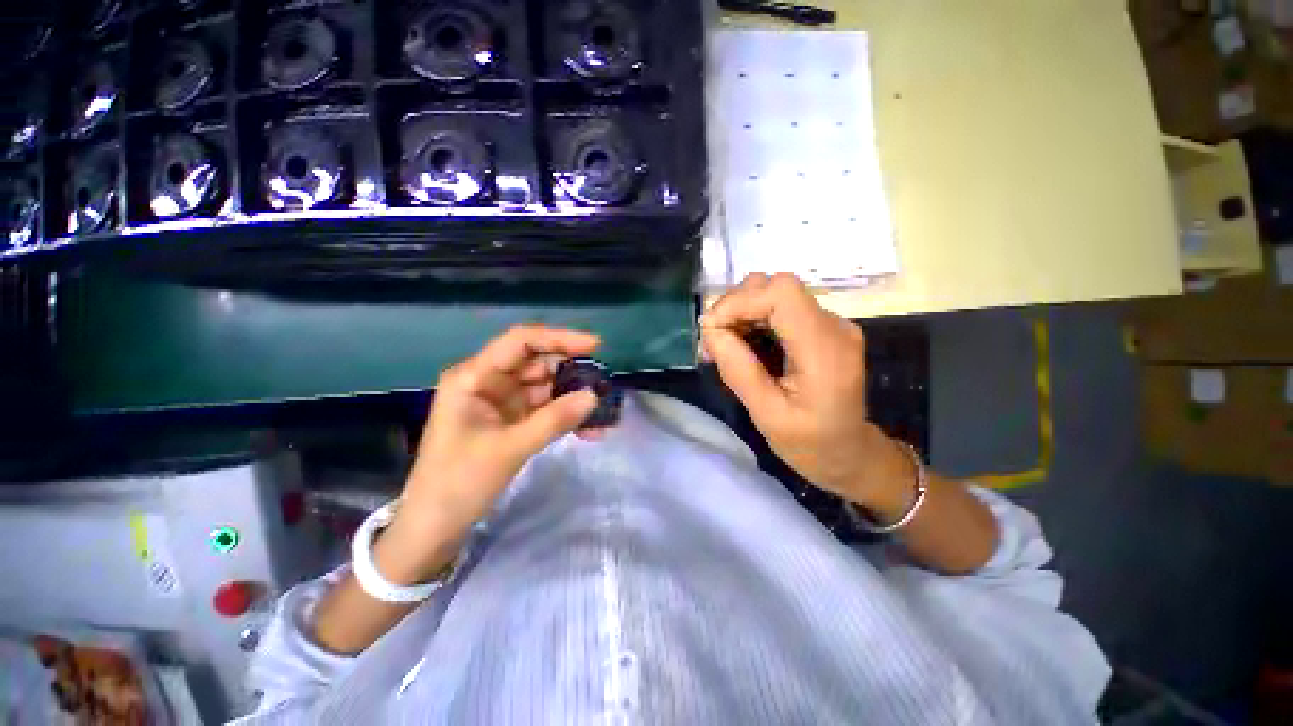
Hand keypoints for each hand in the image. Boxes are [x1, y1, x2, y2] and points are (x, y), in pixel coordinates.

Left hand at [384, 325, 600, 577]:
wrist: (435, 527)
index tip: (595, 346)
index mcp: (474, 377)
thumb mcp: (509, 450)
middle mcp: (488, 381)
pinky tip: (589, 427)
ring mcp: (501, 400)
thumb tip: (594, 397)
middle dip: (571, 370)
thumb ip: (554, 421)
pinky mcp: (511, 419)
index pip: (520, 342)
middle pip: (537, 362)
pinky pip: (545, 407)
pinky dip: (565, 414)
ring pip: (545, 385)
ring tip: (603, 408)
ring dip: (573, 395)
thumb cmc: (458, 484)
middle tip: (604, 382)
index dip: (559, 338)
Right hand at [700, 273, 910, 506]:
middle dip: (737, 306)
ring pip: (776, 294)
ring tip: (725, 344)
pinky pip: (781, 309)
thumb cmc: (810, 444)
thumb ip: (738, 370)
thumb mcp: (767, 416)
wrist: (848, 454)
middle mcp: (833, 325)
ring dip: (743, 311)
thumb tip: (710, 330)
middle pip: (778, 286)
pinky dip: (754, 319)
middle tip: (714, 341)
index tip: (710, 328)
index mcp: (825, 350)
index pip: (782, 293)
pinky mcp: (821, 328)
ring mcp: (830, 324)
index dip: (739, 301)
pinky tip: (742, 344)